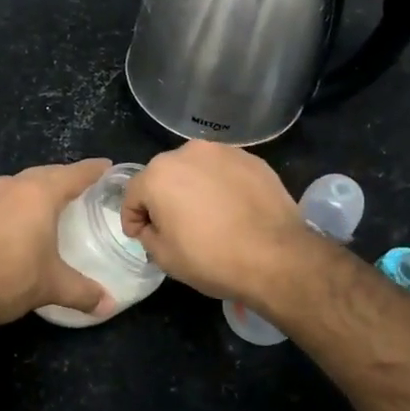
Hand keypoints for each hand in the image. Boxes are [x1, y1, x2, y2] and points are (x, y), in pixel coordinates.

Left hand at [0, 159, 116, 328]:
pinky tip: (3, 225)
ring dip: (29, 190)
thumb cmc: (7, 279)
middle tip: (76, 187)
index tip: (106, 166)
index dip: (92, 170)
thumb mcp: (51, 286)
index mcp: (37, 195)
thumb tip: (109, 305)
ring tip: (40, 204)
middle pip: (42, 174)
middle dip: (61, 178)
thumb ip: (83, 292)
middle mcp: (8, 187)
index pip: (73, 174)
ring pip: (12, 185)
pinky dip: (3, 207)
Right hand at [120, 142, 315, 302]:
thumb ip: (148, 234)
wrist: (276, 256)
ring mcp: (223, 152)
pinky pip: (224, 172)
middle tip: (174, 227)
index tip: (141, 236)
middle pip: (164, 176)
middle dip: (163, 199)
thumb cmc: (211, 258)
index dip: (133, 218)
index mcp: (158, 174)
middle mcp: (187, 152)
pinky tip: (232, 209)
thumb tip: (152, 225)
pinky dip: (221, 186)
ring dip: (193, 188)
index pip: (133, 194)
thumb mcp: (164, 257)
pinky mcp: (252, 159)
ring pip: (196, 170)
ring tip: (206, 216)